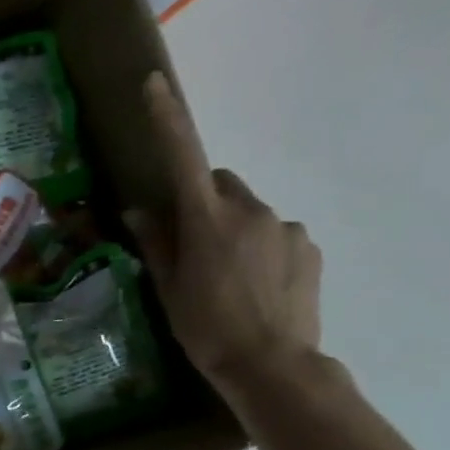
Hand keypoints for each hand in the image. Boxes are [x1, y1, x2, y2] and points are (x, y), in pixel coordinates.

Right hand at [122, 73, 322, 398]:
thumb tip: (141, 211)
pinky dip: (260, 248)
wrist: (274, 366)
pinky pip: (275, 234)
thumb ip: (157, 243)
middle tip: (192, 246)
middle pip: (221, 184)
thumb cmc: (206, 327)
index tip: (155, 83)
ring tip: (226, 277)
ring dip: (233, 229)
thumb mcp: (169, 287)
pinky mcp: (309, 247)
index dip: (167, 118)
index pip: (183, 156)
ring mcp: (285, 228)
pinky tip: (255, 286)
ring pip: (248, 212)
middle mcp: (250, 211)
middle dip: (205, 202)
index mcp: (207, 220)